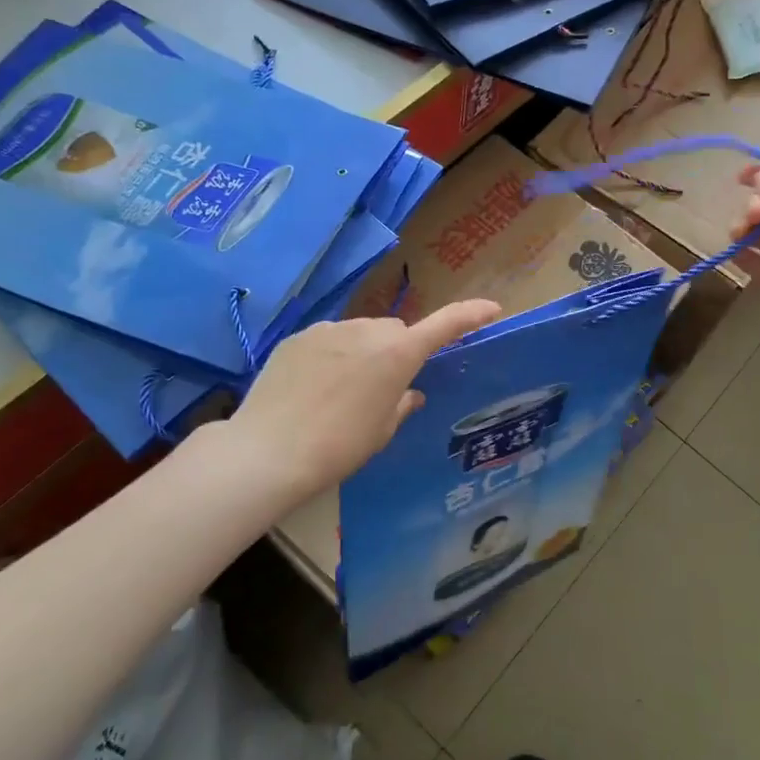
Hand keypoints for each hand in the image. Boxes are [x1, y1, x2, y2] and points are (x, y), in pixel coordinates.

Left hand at [226, 300, 501, 500]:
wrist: (268, 451)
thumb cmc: (339, 447)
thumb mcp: (381, 432)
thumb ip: (401, 404)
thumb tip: (409, 392)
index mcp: (397, 354)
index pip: (445, 325)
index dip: (470, 315)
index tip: (492, 309)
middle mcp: (367, 331)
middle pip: (395, 331)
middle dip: (399, 350)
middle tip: (386, 387)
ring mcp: (328, 330)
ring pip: (360, 334)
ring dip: (363, 352)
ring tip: (343, 392)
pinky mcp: (298, 337)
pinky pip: (328, 340)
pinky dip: (332, 355)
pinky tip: (314, 388)